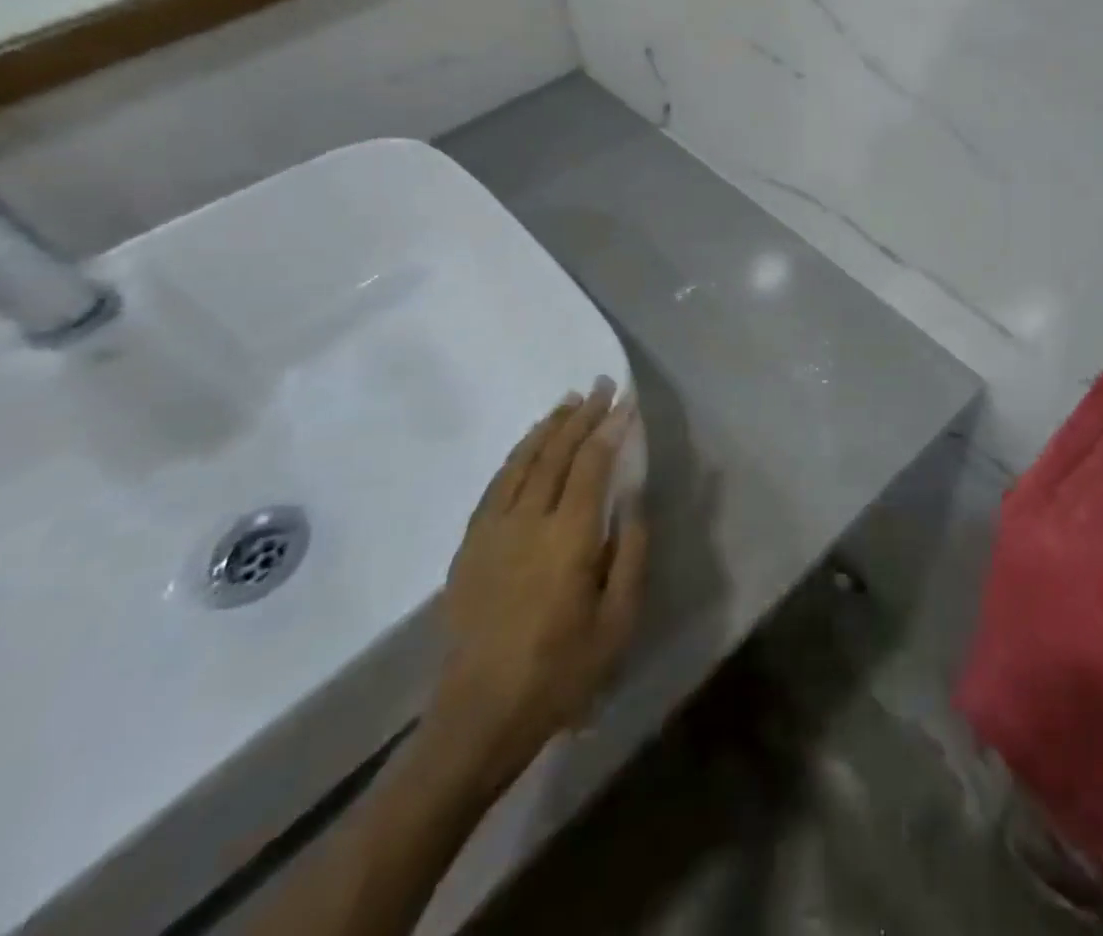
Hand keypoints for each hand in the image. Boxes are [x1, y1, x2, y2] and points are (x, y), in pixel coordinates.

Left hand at [424, 379, 647, 800]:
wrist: (479, 717)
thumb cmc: (562, 671)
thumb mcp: (618, 620)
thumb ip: (631, 551)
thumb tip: (633, 496)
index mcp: (568, 538)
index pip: (591, 465)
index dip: (610, 429)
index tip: (626, 402)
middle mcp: (526, 522)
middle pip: (555, 454)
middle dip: (581, 416)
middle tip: (600, 386)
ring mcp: (491, 532)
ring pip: (521, 462)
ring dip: (547, 427)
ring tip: (568, 402)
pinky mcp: (469, 547)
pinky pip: (494, 486)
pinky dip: (515, 456)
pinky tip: (528, 447)